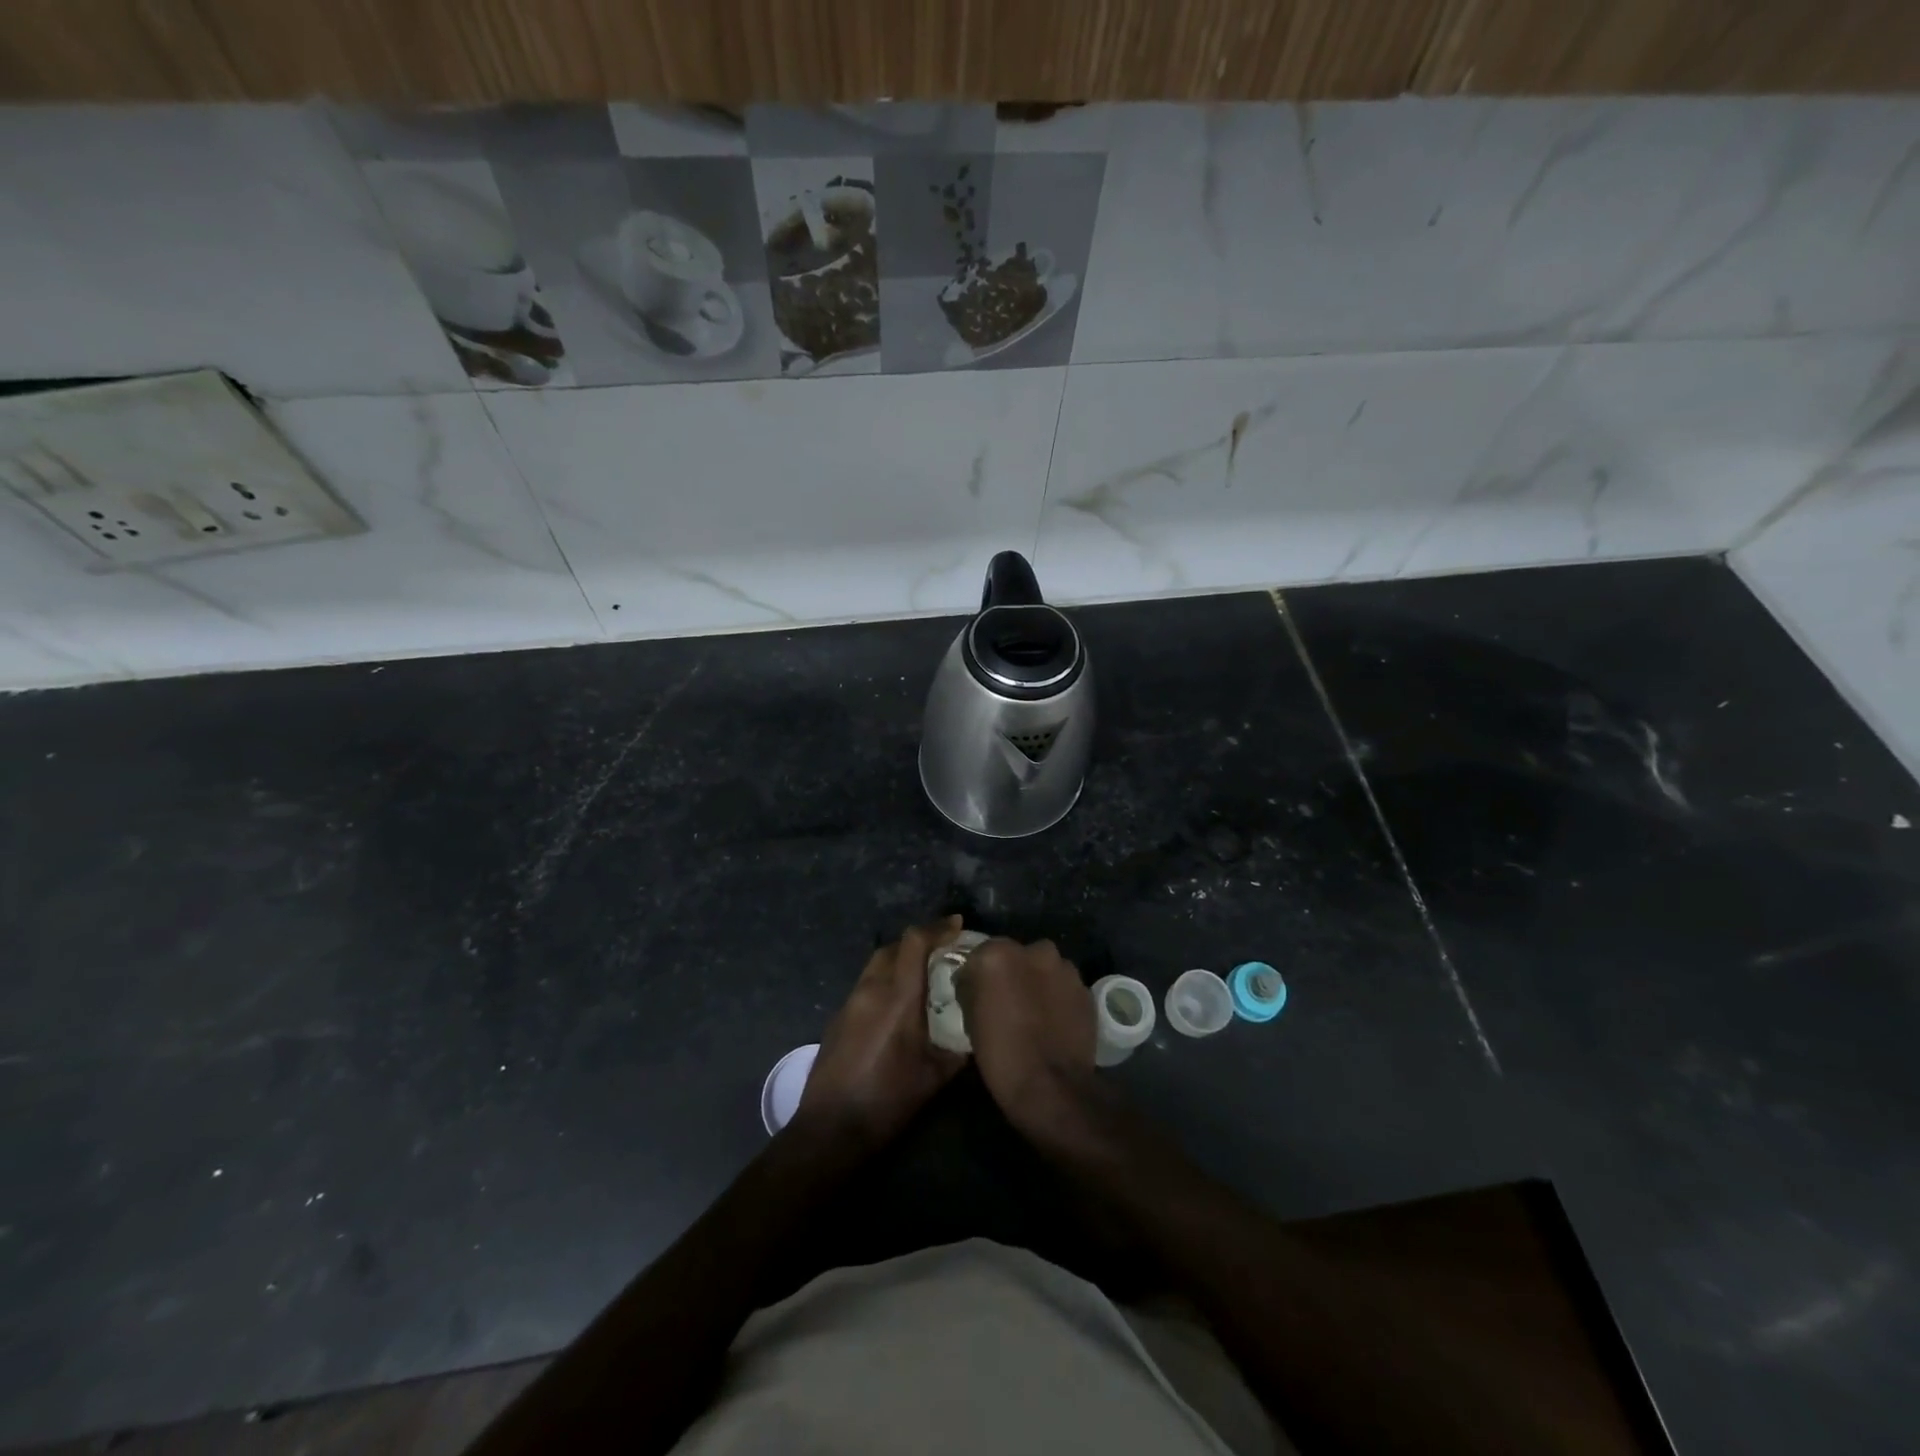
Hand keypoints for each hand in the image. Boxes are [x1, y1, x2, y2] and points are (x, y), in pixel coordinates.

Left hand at [794, 917, 967, 1150]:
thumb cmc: (888, 1101)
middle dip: (919, 941)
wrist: (830, 1129)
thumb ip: (958, 1048)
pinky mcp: (838, 1017)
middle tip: (943, 950)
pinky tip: (897, 1005)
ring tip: (922, 975)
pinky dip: (885, 980)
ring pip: (877, 963)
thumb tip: (977, 1032)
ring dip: (900, 960)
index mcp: (898, 998)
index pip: (915, 942)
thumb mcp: (934, 1077)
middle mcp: (871, 989)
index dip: (938, 928)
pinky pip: (866, 984)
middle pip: (894, 947)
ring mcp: (850, 1002)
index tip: (958, 924)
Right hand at [954, 937, 1096, 1136]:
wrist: (1051, 1087)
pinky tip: (1053, 1022)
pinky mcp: (1086, 990)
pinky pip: (1065, 987)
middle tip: (1007, 1000)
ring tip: (1033, 1012)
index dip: (978, 974)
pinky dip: (1058, 998)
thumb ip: (972, 990)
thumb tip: (975, 986)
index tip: (976, 993)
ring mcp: (1065, 969)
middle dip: (1012, 972)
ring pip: (1045, 968)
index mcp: (998, 954)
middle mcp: (1035, 951)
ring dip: (1038, 982)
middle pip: (1017, 955)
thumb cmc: (1001, 1054)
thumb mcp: (970, 1020)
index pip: (981, 953)